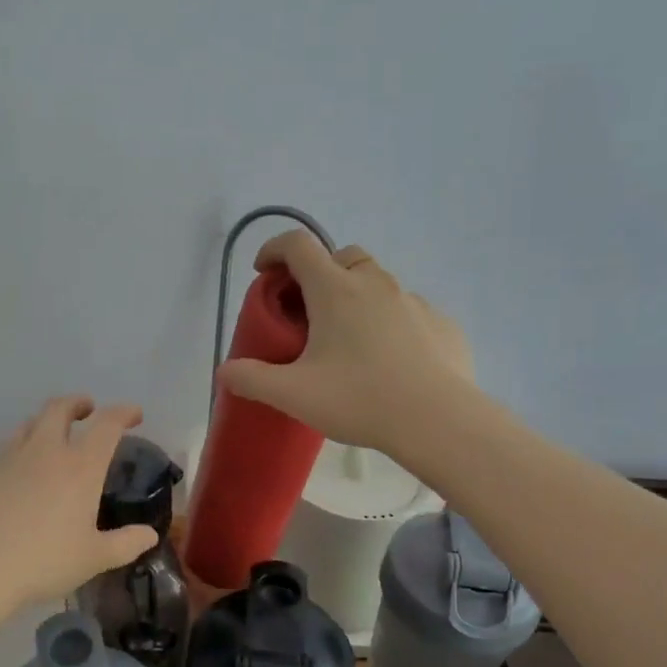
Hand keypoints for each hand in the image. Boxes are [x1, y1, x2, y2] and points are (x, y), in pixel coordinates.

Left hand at [0, 396, 160, 608]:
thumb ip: (126, 544)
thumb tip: (149, 535)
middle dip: (78, 404)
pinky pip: (7, 446)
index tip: (134, 414)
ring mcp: (10, 458)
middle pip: (60, 409)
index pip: (106, 425)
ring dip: (47, 421)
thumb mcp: (94, 558)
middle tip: (87, 409)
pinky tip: (21, 468)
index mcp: (80, 467)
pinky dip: (22, 445)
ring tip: (53, 434)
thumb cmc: (43, 561)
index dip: (123, 413)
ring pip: (30, 423)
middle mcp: (45, 451)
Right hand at [217, 232, 473, 453]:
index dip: (275, 250)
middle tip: (309, 312)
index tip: (265, 272)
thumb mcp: (294, 395)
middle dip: (320, 273)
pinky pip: (408, 311)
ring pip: (378, 283)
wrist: (437, 421)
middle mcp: (375, 284)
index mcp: (336, 290)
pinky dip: (390, 322)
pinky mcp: (441, 324)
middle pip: (342, 257)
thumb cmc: (360, 399)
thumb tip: (225, 372)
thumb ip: (253, 380)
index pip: (299, 245)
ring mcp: (413, 301)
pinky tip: (389, 360)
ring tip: (350, 341)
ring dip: (357, 297)